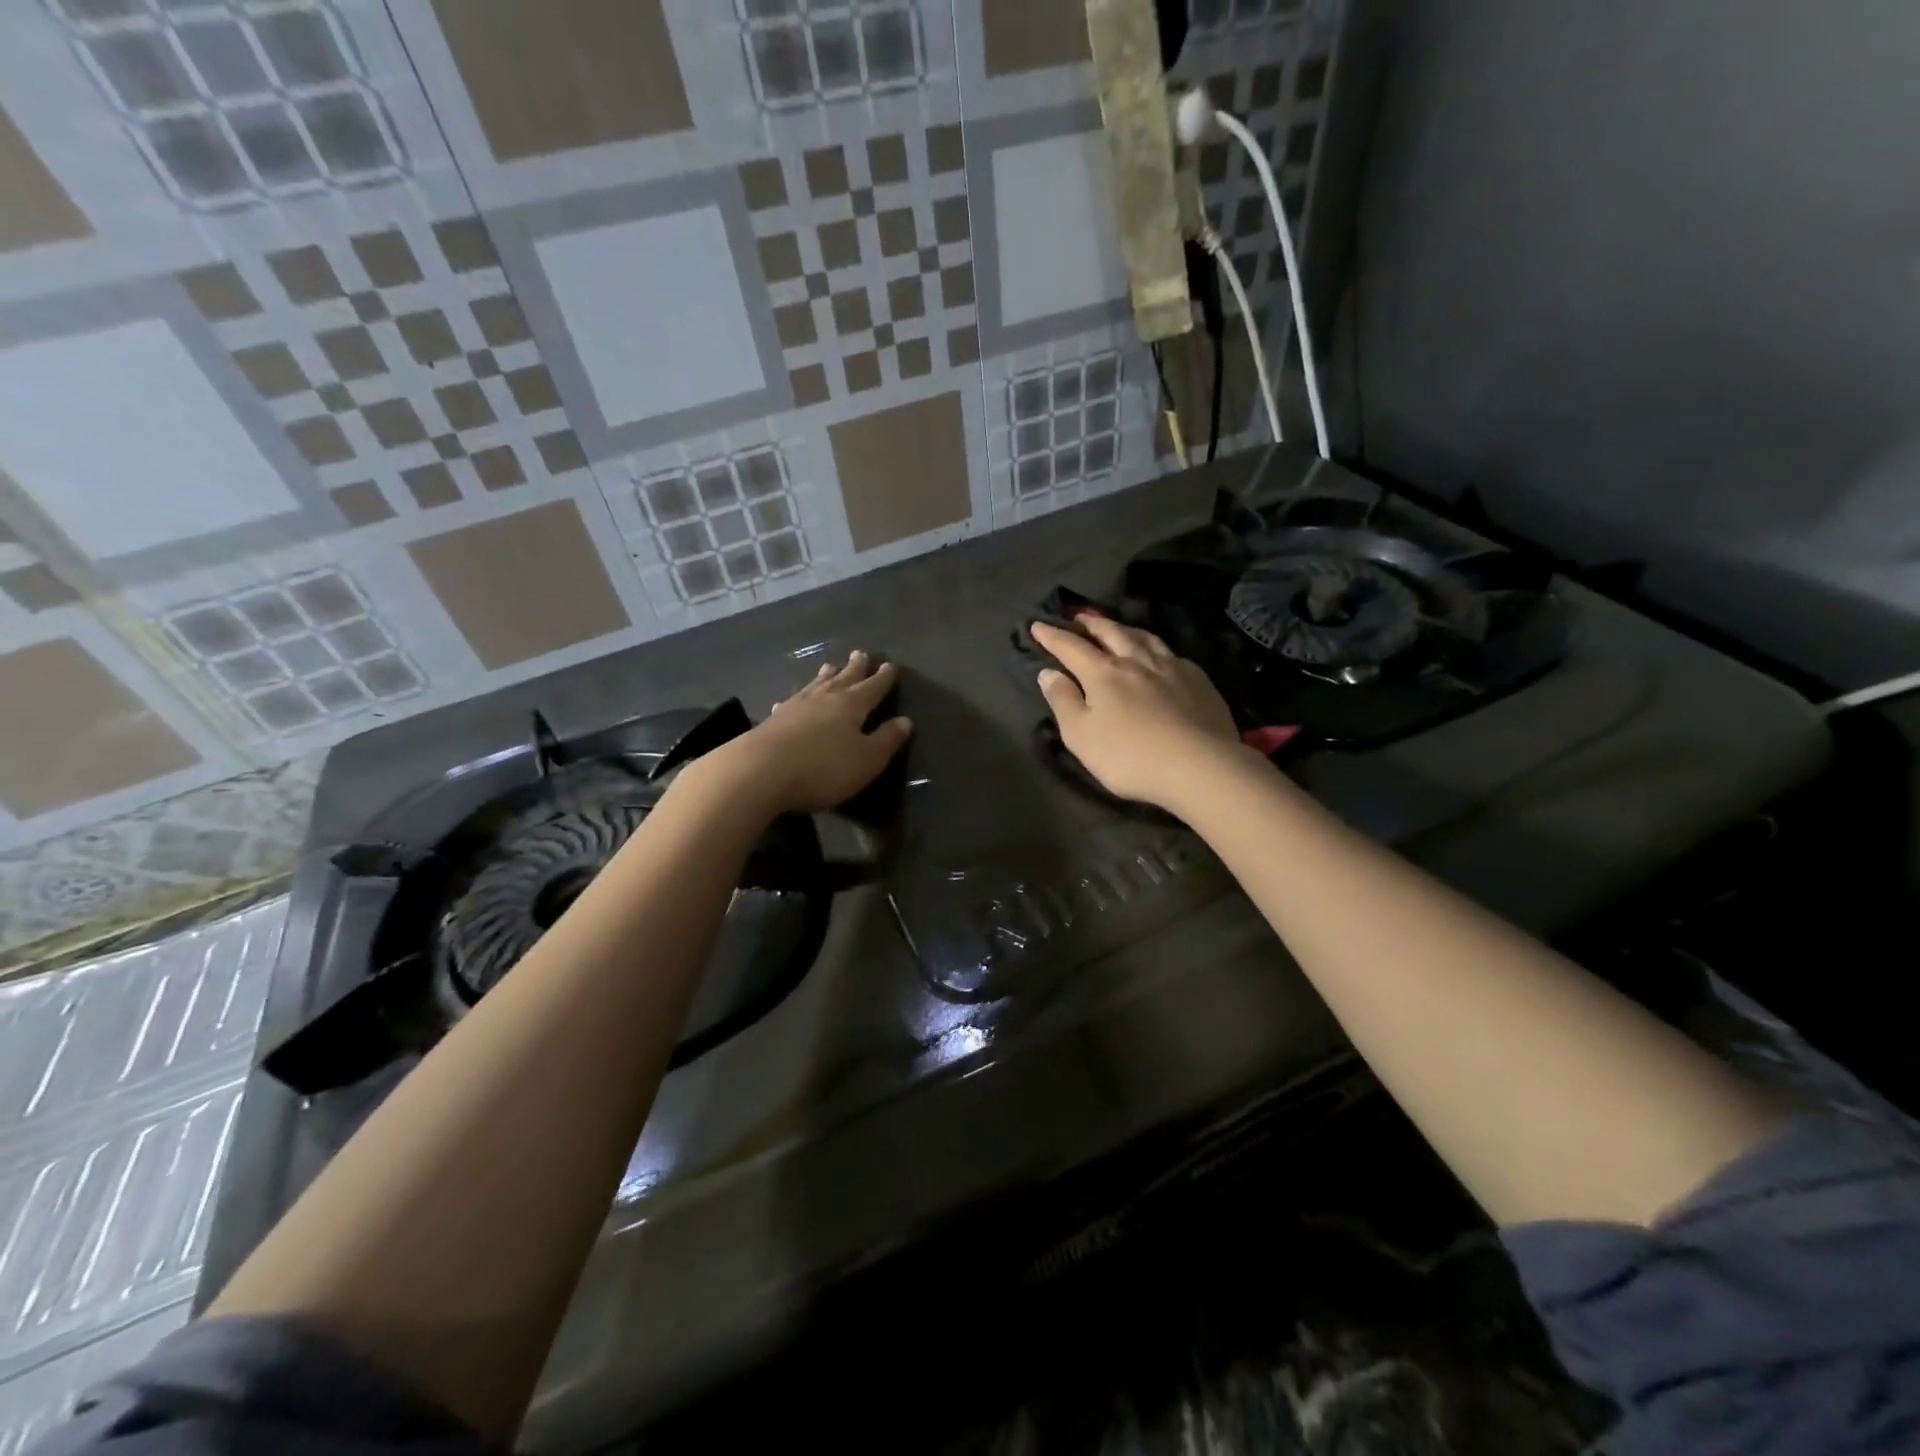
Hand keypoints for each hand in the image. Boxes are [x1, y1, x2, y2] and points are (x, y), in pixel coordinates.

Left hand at [697, 651, 912, 816]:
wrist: (760, 772)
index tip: (891, 665)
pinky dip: (797, 698)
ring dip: (826, 676)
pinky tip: (791, 700)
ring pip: (816, 685)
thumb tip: (905, 721)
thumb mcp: (866, 760)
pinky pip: (791, 702)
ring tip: (829, 666)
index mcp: (851, 705)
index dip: (883, 678)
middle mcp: (824, 698)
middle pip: (843, 678)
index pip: (873, 687)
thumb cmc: (823, 768)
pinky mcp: (773, 721)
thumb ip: (887, 740)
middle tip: (861, 653)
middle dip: (855, 668)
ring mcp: (795, 707)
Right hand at [1031, 618, 1244, 810]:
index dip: (1053, 636)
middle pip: (1111, 633)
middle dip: (1092, 623)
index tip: (1038, 625)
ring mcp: (1171, 667)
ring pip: (1145, 637)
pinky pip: (1172, 654)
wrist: (1200, 766)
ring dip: (1126, 629)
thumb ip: (1063, 701)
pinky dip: (1157, 648)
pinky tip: (1160, 656)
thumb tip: (1048, 672)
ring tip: (1118, 628)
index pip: (1071, 647)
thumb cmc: (1129, 756)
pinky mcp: (1198, 680)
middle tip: (1080, 617)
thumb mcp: (1081, 736)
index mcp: (1103, 673)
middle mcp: (1136, 660)